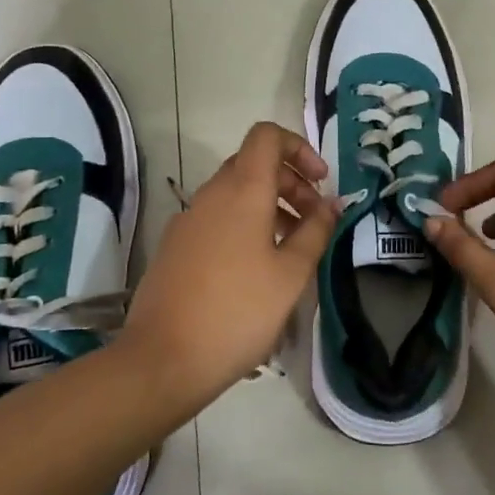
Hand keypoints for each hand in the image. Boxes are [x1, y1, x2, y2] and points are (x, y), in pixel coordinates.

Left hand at [123, 122, 338, 404]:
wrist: (163, 359)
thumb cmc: (238, 312)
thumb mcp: (291, 274)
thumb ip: (316, 231)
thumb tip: (331, 203)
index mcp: (242, 190)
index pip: (267, 135)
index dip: (299, 148)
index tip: (320, 182)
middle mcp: (211, 194)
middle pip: (253, 164)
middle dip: (290, 183)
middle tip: (314, 221)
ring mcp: (188, 219)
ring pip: (235, 193)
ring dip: (269, 207)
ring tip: (292, 249)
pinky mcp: (175, 246)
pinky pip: (217, 218)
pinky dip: (244, 225)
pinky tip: (257, 270)